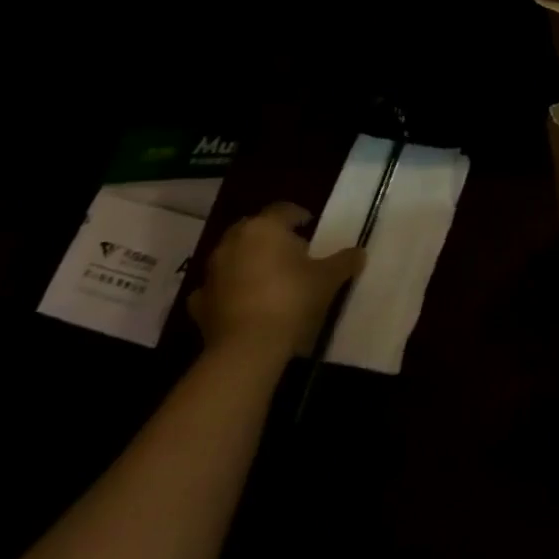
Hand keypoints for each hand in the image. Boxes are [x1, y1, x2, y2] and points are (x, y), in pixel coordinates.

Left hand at [188, 203, 363, 361]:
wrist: (247, 348)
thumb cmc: (292, 299)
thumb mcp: (328, 278)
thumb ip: (344, 261)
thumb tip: (359, 253)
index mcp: (265, 227)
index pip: (283, 210)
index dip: (299, 215)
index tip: (310, 226)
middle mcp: (233, 242)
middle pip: (253, 229)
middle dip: (270, 236)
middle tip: (290, 251)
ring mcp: (212, 272)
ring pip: (232, 256)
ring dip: (247, 261)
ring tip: (269, 277)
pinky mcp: (199, 302)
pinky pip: (217, 287)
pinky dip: (227, 290)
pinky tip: (242, 301)